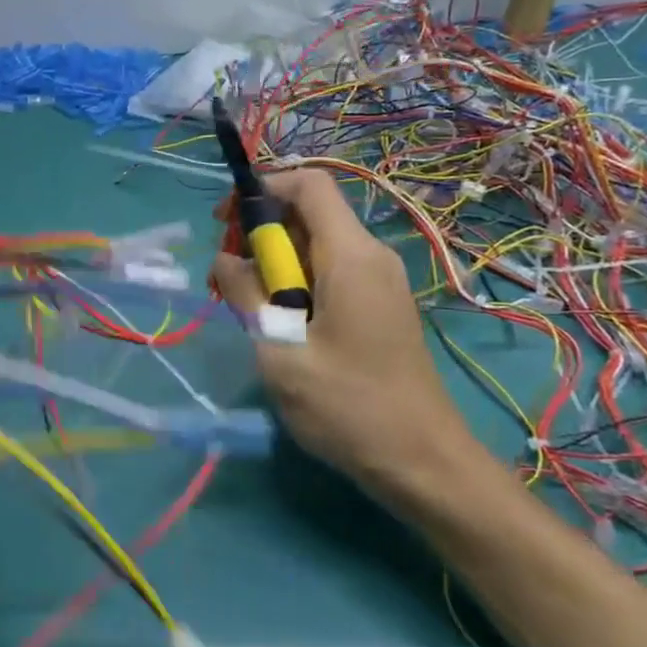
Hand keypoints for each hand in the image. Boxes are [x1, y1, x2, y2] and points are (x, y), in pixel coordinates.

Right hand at [211, 170, 477, 504]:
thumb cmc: (347, 406)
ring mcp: (379, 281)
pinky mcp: (379, 306)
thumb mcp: (279, 350)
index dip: (262, 188)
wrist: (422, 463)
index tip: (224, 223)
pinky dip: (297, 282)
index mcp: (351, 255)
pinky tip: (278, 323)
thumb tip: (225, 259)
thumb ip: (246, 295)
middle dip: (259, 232)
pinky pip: (331, 271)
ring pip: (317, 245)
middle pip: (309, 213)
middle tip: (226, 277)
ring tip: (245, 306)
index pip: (308, 183)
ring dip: (274, 262)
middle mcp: (371, 256)